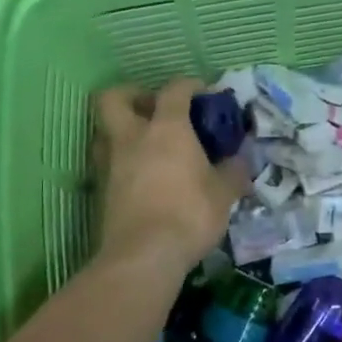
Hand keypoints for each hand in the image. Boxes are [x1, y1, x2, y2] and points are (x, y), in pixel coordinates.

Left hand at [94, 77, 248, 277]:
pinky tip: (140, 176)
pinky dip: (120, 161)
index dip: (189, 85)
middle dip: (132, 95)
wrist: (143, 256)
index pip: (174, 89)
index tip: (203, 93)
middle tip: (154, 108)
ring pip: (104, 130)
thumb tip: (240, 160)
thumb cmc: (189, 214)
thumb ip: (233, 171)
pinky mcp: (100, 190)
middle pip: (114, 98)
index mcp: (166, 128)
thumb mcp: (224, 193)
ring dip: (122, 130)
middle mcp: (132, 136)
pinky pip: (106, 162)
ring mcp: (110, 163)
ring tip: (145, 144)